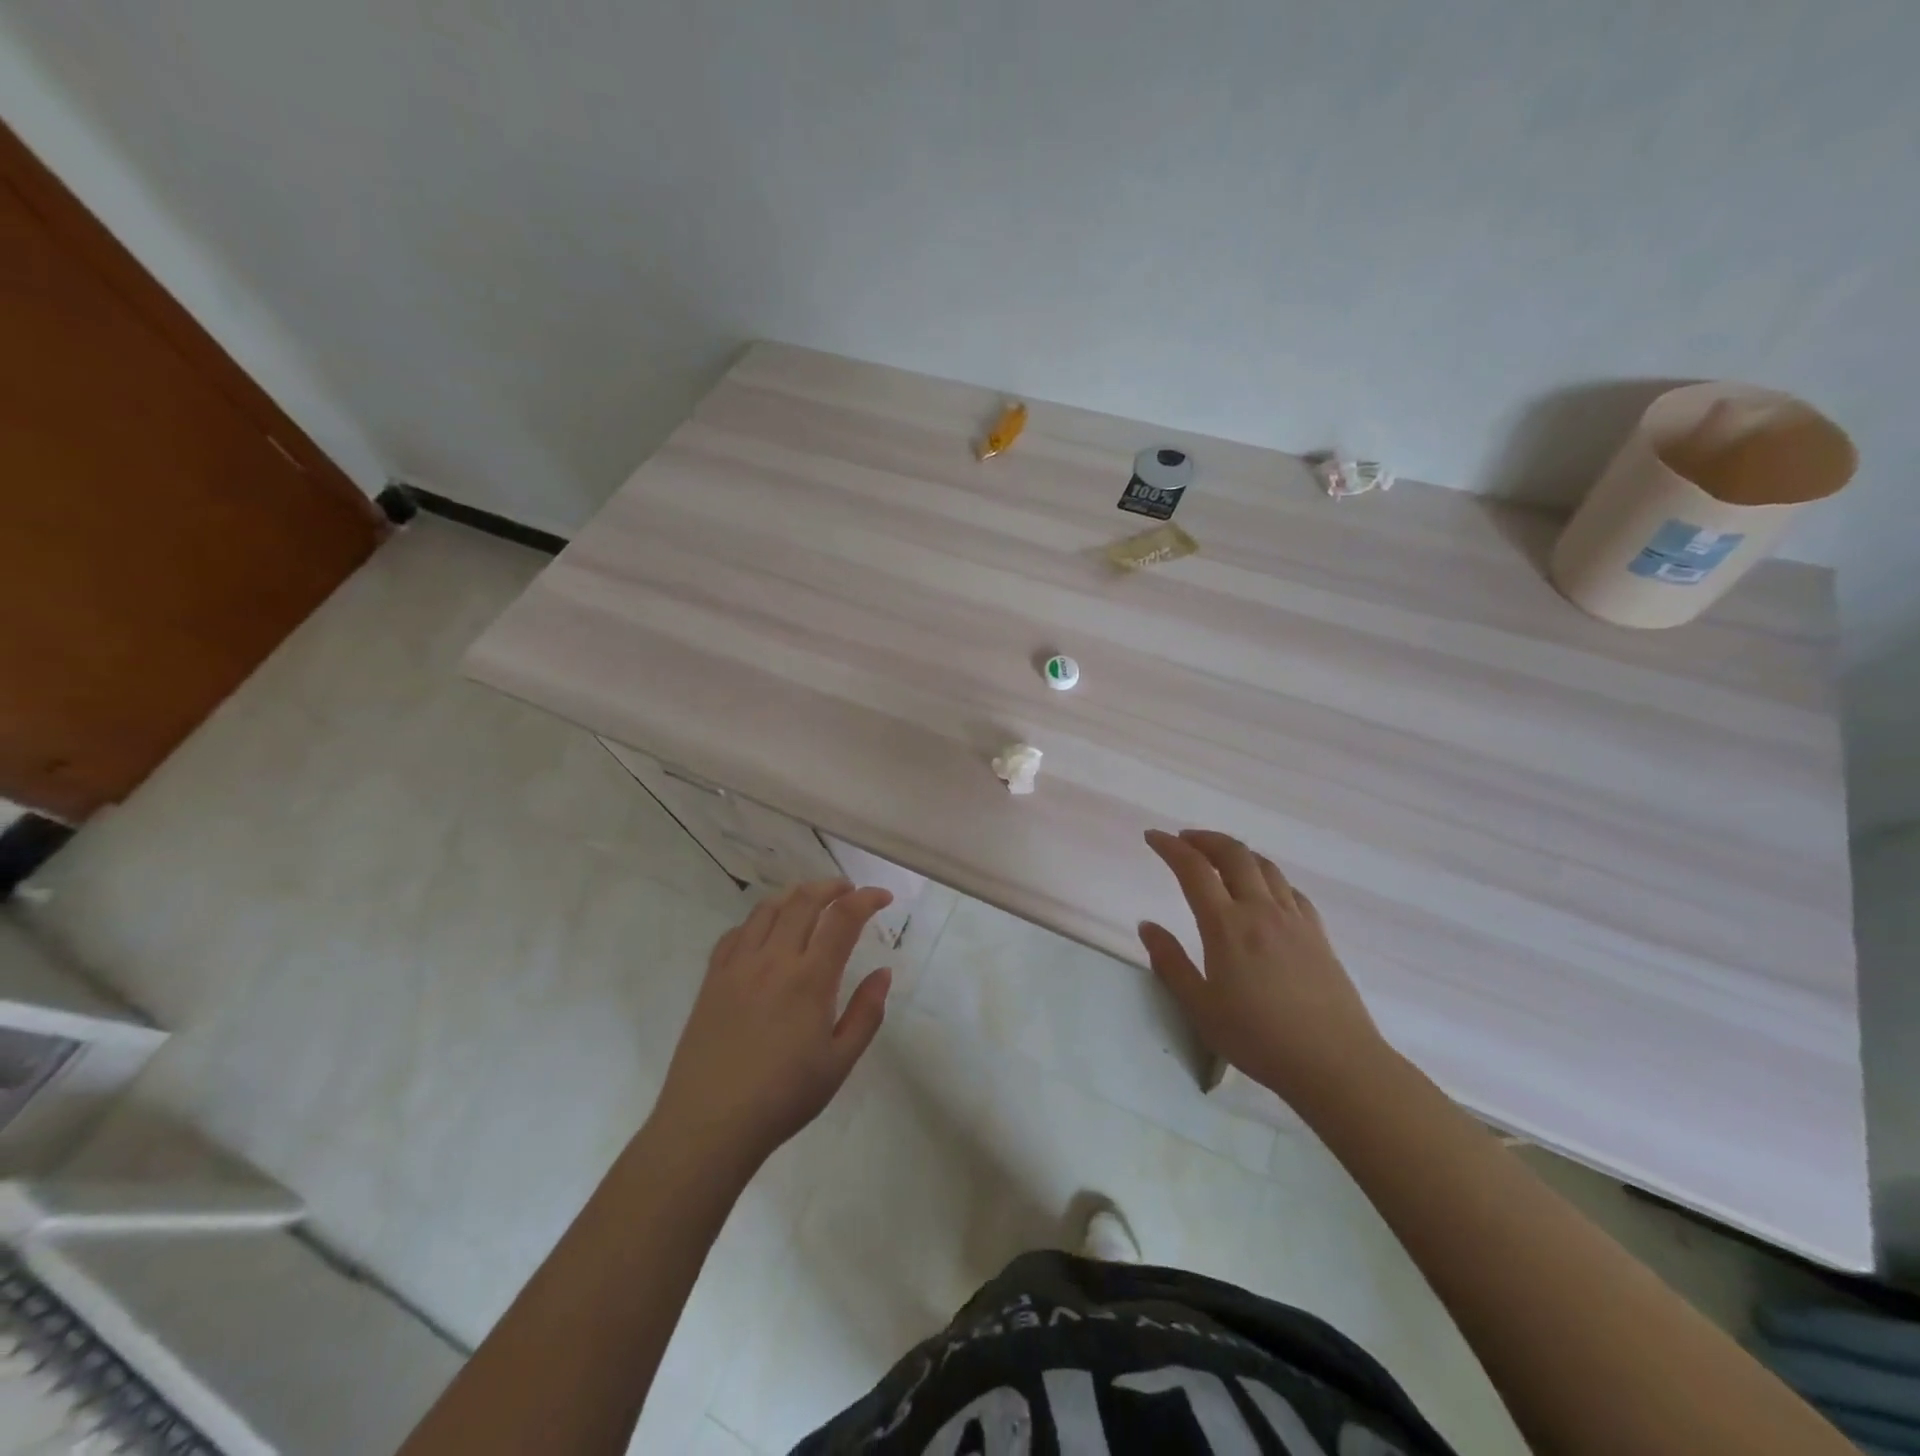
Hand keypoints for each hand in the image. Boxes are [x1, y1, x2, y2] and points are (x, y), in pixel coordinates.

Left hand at [654, 879, 892, 1167]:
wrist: (709, 1125)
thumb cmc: (783, 1098)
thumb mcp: (839, 1062)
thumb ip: (866, 1013)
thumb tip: (883, 973)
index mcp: (810, 979)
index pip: (843, 918)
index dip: (867, 899)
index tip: (883, 897)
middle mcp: (774, 960)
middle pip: (804, 900)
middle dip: (832, 886)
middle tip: (849, 892)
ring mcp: (738, 966)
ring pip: (768, 909)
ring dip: (795, 896)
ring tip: (811, 902)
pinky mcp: (712, 978)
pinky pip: (736, 932)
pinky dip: (758, 920)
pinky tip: (765, 932)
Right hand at [1140, 829, 1388, 1107]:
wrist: (1335, 1063)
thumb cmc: (1258, 1039)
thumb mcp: (1200, 1007)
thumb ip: (1170, 962)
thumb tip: (1147, 926)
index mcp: (1226, 926)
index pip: (1193, 869)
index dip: (1170, 847)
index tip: (1153, 836)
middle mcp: (1260, 910)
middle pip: (1233, 854)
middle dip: (1205, 839)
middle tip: (1184, 839)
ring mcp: (1294, 919)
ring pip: (1265, 866)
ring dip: (1237, 852)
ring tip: (1220, 857)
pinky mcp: (1318, 934)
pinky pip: (1290, 890)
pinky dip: (1268, 877)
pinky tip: (1264, 891)